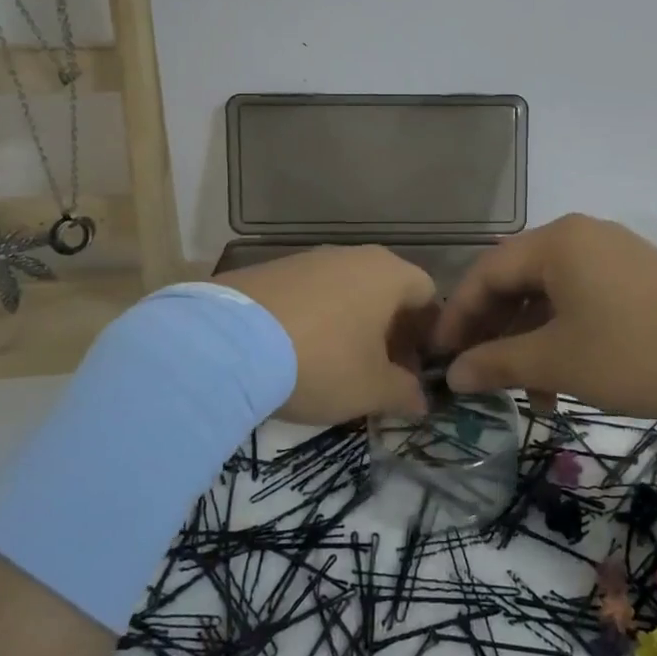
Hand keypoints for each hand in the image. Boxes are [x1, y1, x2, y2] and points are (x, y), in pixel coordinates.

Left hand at [218, 245, 437, 424]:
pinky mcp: (272, 269)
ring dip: (352, 326)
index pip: (427, 296)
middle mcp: (354, 256)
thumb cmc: (322, 361)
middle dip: (390, 333)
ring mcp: (310, 258)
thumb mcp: (371, 389)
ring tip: (336, 367)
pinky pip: (311, 294)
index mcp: (389, 274)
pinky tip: (298, 353)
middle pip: (387, 292)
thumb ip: (404, 393)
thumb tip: (420, 400)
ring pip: (347, 291)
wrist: (228, 342)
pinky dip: (316, 320)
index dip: (427, 336)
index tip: (415, 371)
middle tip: (380, 374)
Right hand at [432, 214, 656, 417]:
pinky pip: (582, 299)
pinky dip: (564, 335)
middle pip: (516, 280)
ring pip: (550, 294)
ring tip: (528, 393)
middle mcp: (581, 236)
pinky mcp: (638, 277)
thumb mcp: (559, 361)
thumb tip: (452, 374)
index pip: (485, 272)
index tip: (439, 357)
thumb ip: (497, 363)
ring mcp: (613, 254)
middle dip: (494, 331)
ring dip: (530, 341)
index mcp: (556, 242)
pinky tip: (565, 379)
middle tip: (478, 374)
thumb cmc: (637, 351)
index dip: (457, 316)